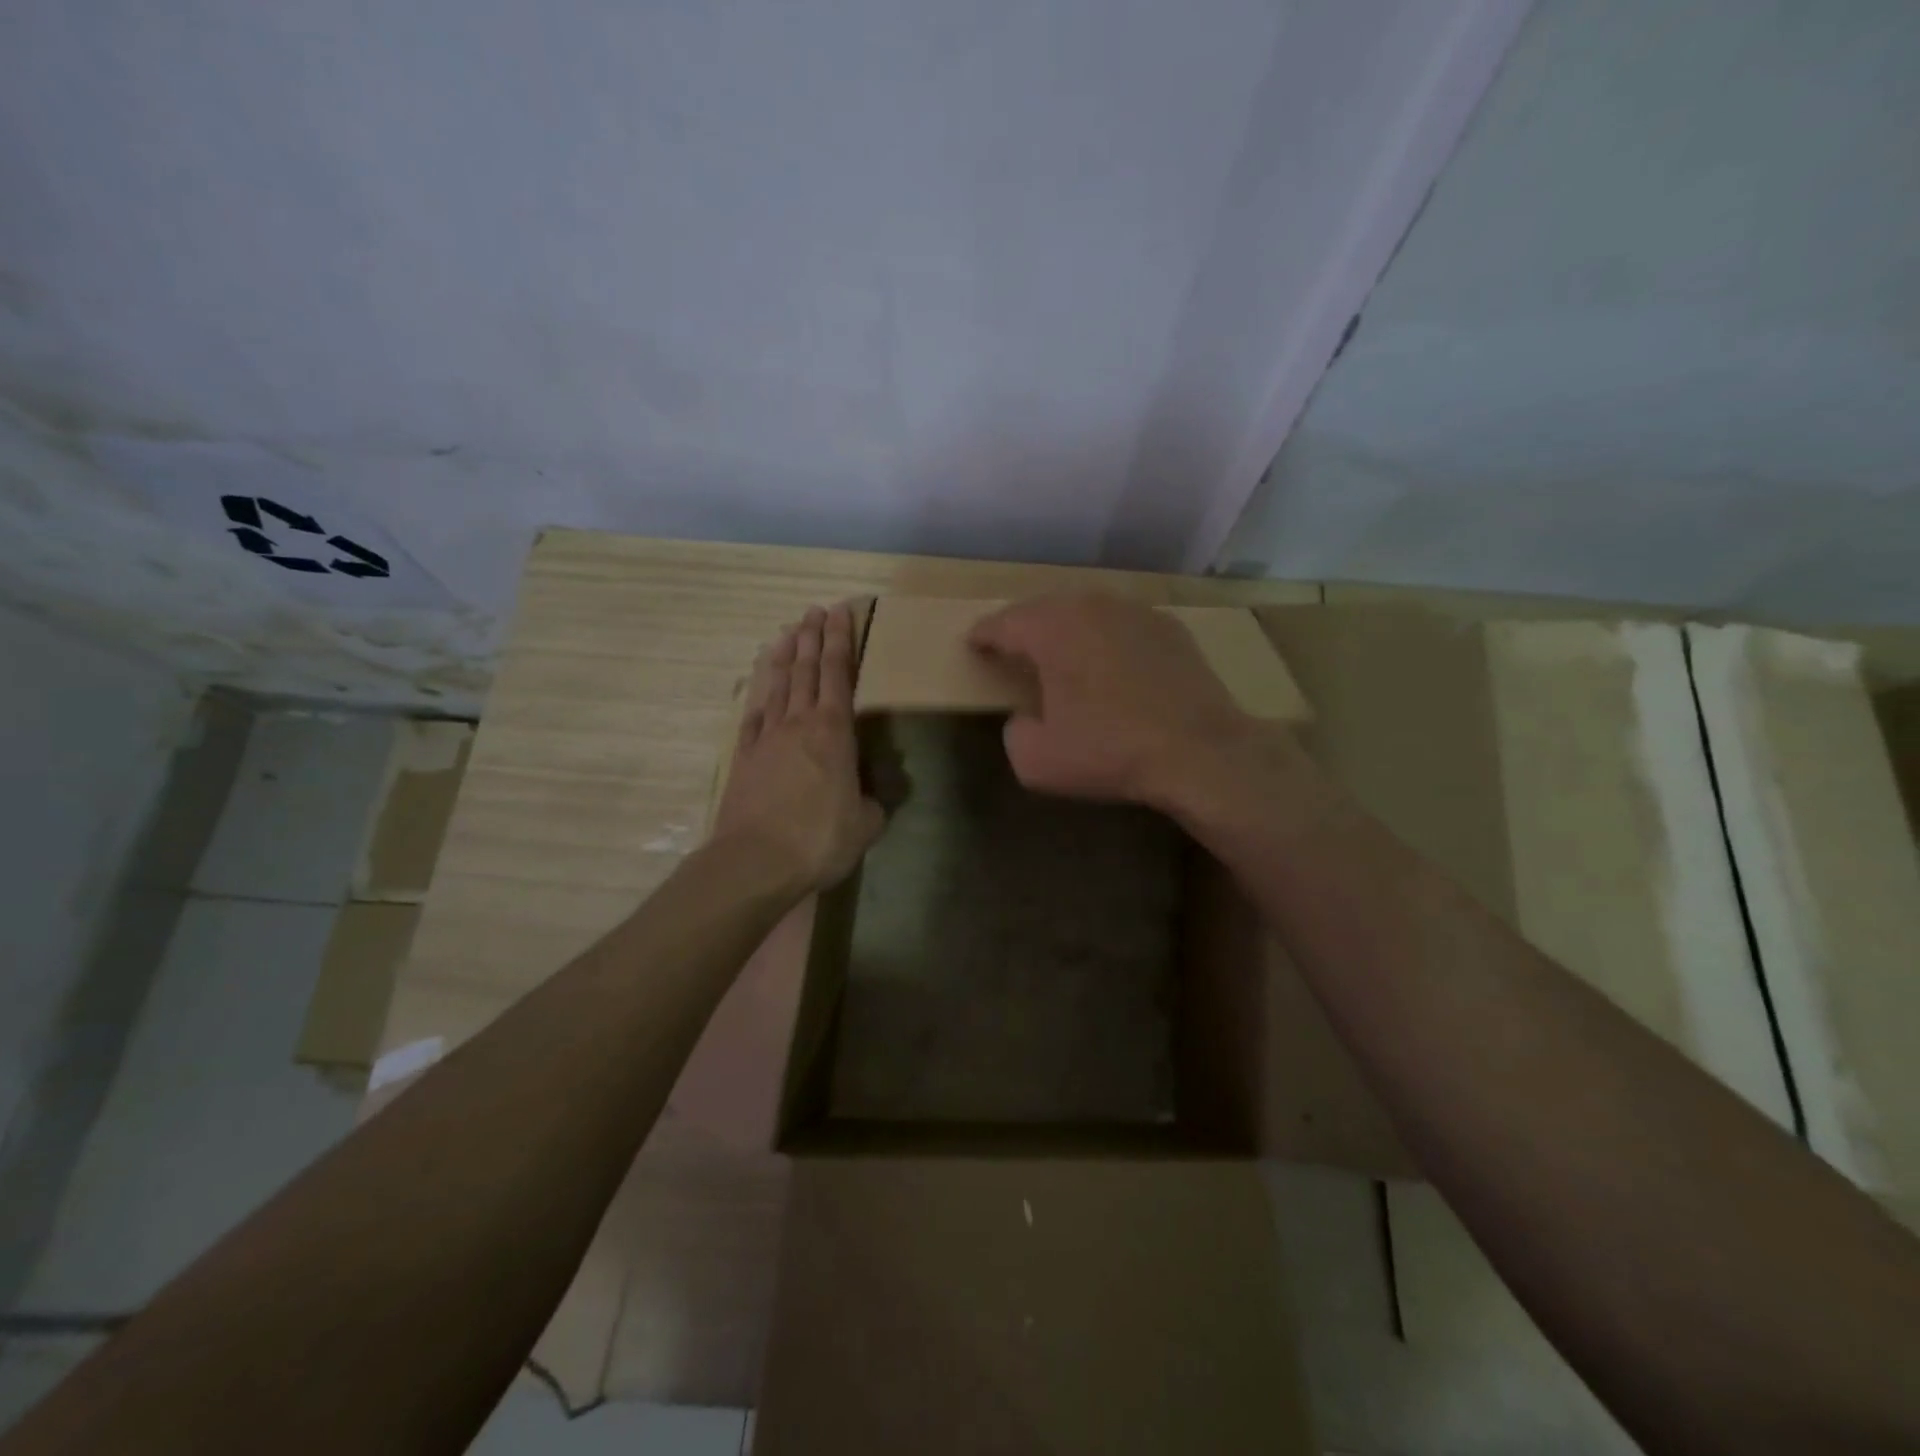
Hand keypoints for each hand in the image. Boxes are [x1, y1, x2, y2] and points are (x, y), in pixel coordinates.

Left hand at [710, 604, 886, 892]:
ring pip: (777, 686)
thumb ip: (872, 803)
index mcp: (834, 731)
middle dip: (812, 637)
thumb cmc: (819, 839)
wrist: (756, 861)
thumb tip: (870, 798)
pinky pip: (754, 717)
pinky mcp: (745, 758)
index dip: (841, 641)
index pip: (839, 673)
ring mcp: (767, 738)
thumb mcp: (865, 824)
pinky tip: (761, 689)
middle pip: (806, 670)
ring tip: (787, 632)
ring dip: (783, 656)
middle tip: (815, 610)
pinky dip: (759, 697)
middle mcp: (799, 723)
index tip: (841, 612)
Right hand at [967, 593, 1262, 809]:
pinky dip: (1107, 639)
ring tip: (1060, 655)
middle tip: (1013, 650)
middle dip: (1024, 628)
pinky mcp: (1170, 627)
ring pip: (1086, 612)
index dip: (983, 636)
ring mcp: (1136, 612)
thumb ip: (1014, 732)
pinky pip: (1122, 625)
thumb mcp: (1036, 761)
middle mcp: (1092, 606)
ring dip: (1067, 630)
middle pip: (1044, 609)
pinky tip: (1111, 664)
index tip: (974, 646)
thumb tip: (1025, 717)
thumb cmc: (1110, 751)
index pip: (1003, 623)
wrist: (1200, 752)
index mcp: (1052, 629)